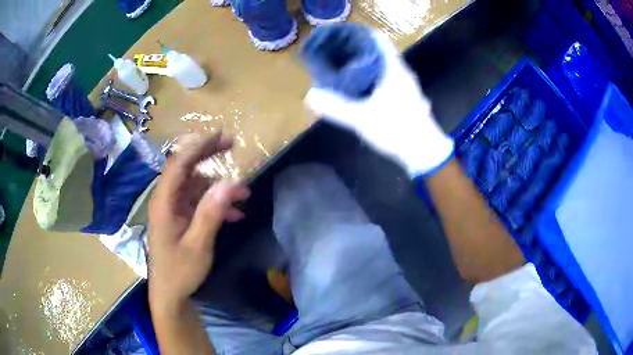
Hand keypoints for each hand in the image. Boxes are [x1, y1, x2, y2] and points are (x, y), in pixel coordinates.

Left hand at [147, 133, 249, 308]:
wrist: (169, 293)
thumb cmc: (179, 271)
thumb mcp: (198, 245)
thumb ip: (211, 213)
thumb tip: (229, 183)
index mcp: (164, 202)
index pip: (179, 163)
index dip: (199, 146)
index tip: (222, 137)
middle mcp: (166, 200)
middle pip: (186, 168)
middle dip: (208, 155)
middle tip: (231, 145)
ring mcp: (173, 209)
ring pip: (196, 187)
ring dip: (219, 188)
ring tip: (244, 195)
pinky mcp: (180, 218)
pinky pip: (198, 203)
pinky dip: (216, 204)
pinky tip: (235, 214)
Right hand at [305, 31, 453, 176]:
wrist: (424, 152)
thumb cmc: (396, 130)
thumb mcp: (362, 119)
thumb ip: (335, 107)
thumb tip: (310, 96)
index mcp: (393, 69)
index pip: (377, 40)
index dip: (359, 36)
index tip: (340, 39)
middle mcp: (403, 72)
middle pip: (379, 52)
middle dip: (358, 51)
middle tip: (337, 55)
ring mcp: (407, 85)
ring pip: (384, 66)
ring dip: (367, 65)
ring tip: (346, 69)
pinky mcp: (408, 97)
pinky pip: (388, 79)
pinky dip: (375, 77)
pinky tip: (363, 88)